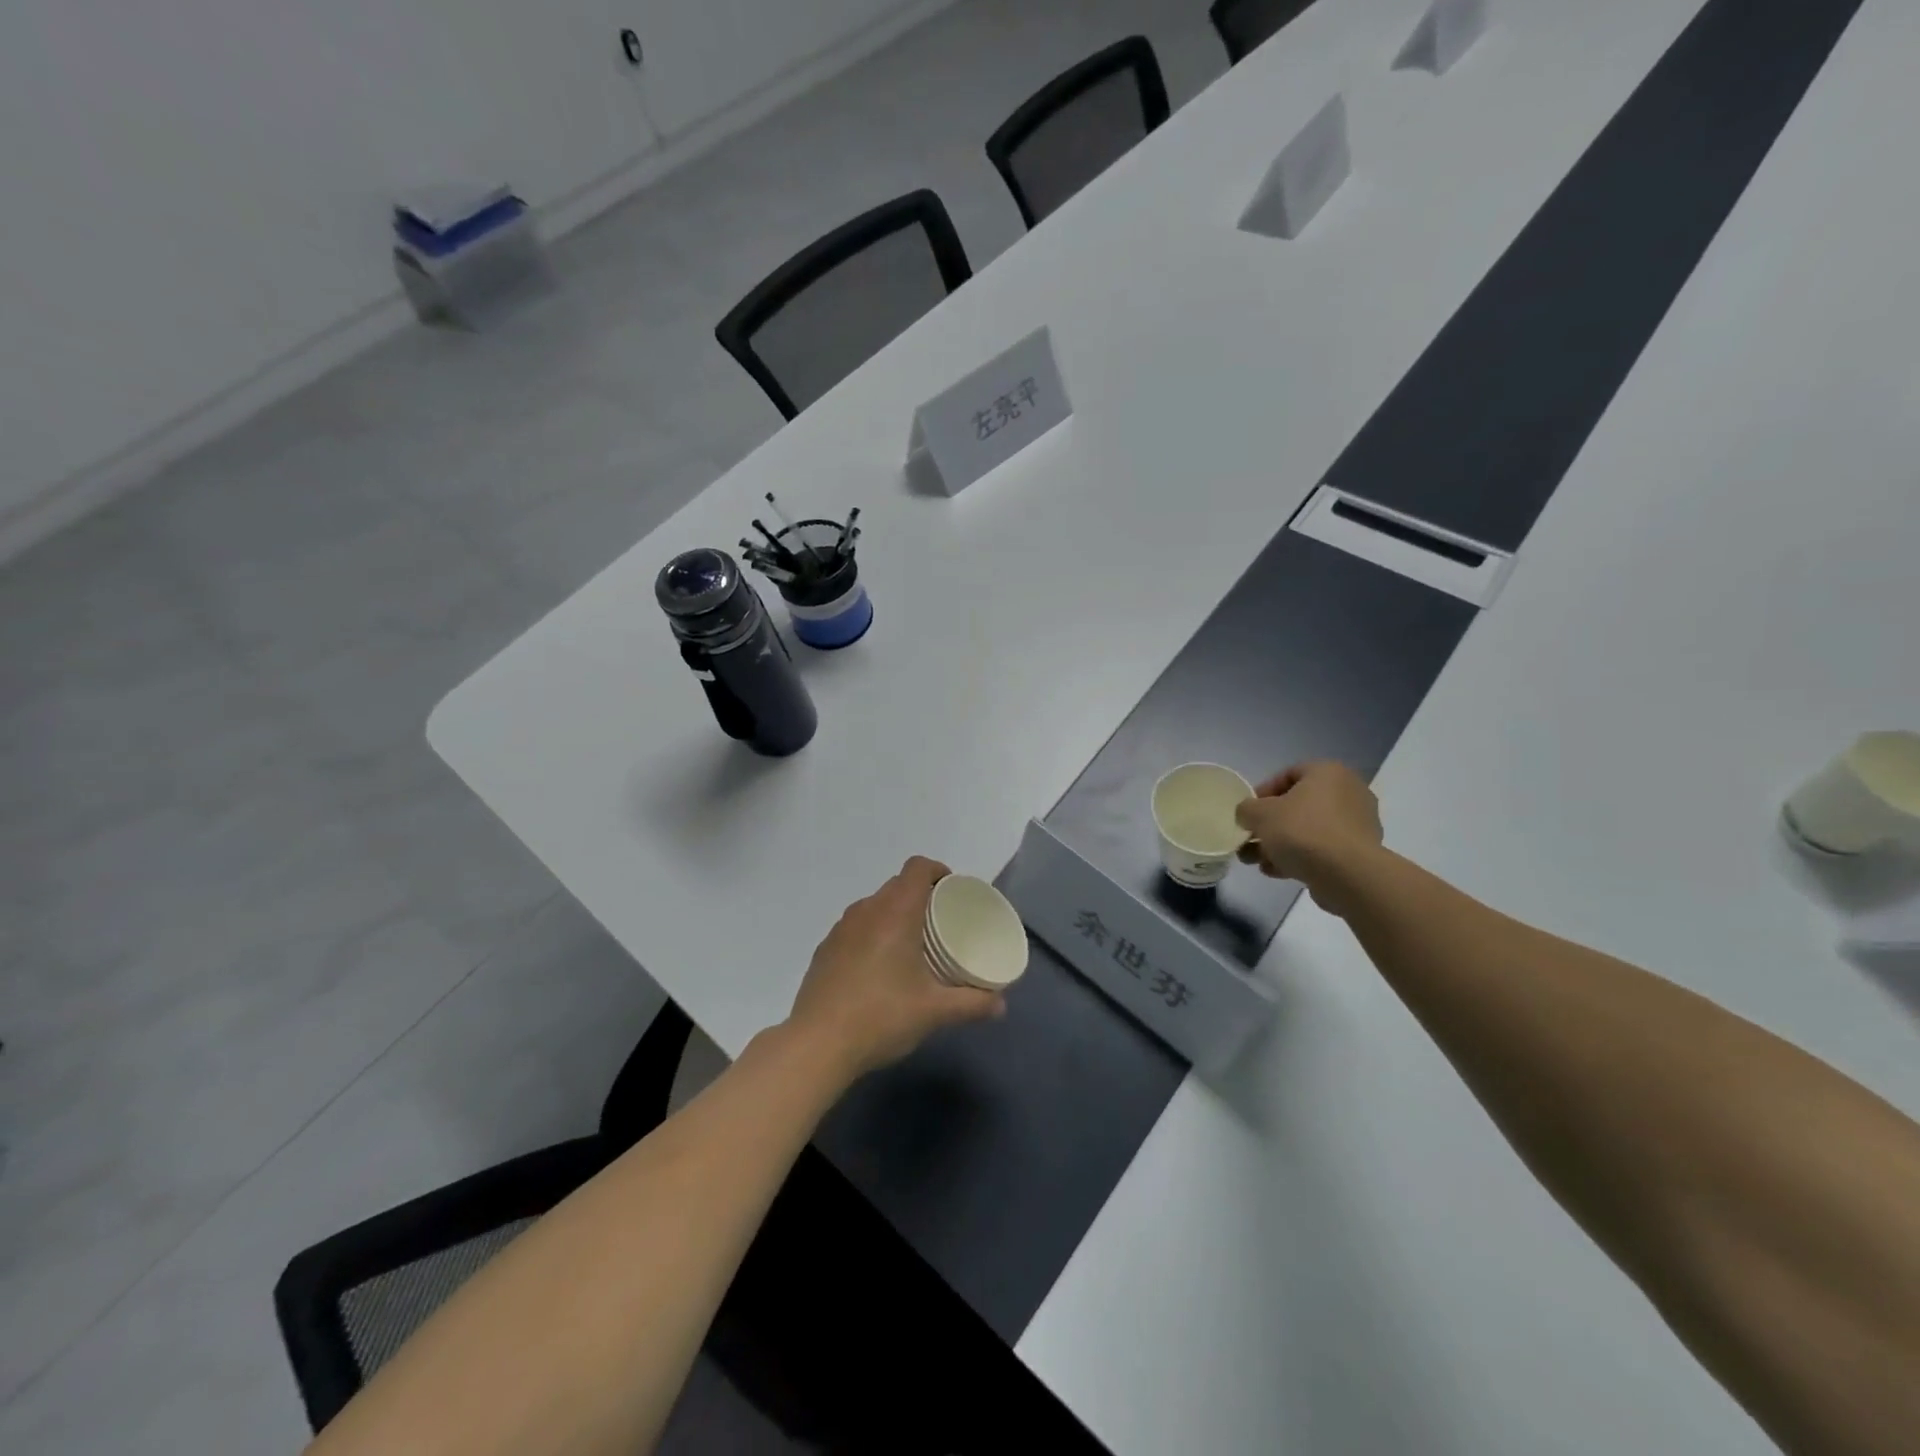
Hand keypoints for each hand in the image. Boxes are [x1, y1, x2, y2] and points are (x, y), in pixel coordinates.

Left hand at [786, 857, 1005, 1080]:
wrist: (817, 1044)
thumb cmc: (881, 1017)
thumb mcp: (934, 1012)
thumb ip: (972, 1004)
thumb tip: (1001, 1005)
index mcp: (895, 913)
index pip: (917, 868)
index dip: (938, 871)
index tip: (952, 891)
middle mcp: (866, 911)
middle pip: (897, 885)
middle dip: (920, 895)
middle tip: (940, 923)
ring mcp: (840, 929)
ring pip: (874, 906)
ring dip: (894, 914)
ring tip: (911, 945)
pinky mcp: (825, 949)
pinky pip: (855, 927)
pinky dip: (872, 934)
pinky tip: (879, 968)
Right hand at [1234, 761, 1383, 912]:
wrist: (1347, 875)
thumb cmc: (1302, 831)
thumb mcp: (1259, 814)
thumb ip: (1246, 809)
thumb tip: (1248, 815)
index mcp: (1328, 773)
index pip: (1289, 773)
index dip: (1262, 792)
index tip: (1248, 812)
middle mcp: (1348, 792)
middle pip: (1298, 805)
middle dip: (1270, 824)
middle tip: (1251, 839)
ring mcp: (1358, 824)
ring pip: (1308, 830)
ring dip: (1280, 844)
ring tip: (1257, 861)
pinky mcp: (1359, 852)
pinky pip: (1322, 849)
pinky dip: (1299, 857)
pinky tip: (1276, 871)